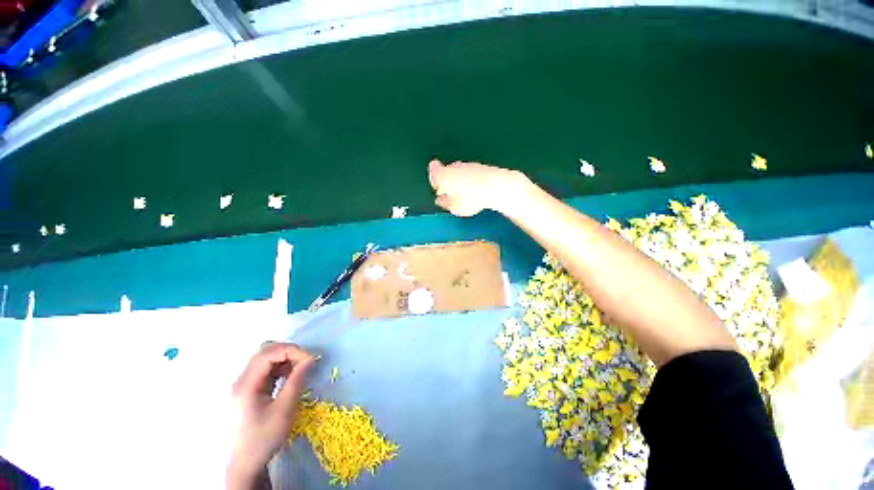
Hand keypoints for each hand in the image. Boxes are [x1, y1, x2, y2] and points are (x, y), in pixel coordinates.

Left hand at [227, 342, 315, 488]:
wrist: (245, 464)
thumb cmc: (264, 438)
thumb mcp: (284, 410)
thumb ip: (296, 380)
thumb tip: (310, 358)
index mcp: (246, 385)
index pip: (268, 354)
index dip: (291, 351)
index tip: (309, 359)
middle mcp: (241, 381)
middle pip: (264, 352)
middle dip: (288, 352)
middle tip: (305, 361)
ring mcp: (243, 385)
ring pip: (265, 359)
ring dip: (284, 359)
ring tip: (299, 369)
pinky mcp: (248, 390)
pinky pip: (265, 369)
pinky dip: (279, 367)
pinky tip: (289, 376)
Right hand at [428, 159, 527, 216]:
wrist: (494, 186)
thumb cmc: (470, 199)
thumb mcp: (454, 207)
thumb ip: (445, 203)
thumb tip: (440, 200)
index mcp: (443, 175)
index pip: (433, 172)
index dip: (434, 181)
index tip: (438, 190)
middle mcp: (453, 166)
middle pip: (446, 171)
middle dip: (446, 181)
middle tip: (451, 194)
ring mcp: (467, 165)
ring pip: (458, 171)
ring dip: (458, 181)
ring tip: (464, 195)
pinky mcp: (479, 166)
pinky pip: (469, 173)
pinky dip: (469, 180)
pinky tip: (474, 191)